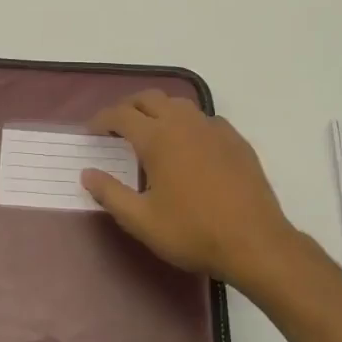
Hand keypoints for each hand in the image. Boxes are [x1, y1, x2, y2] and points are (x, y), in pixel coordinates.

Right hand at [80, 90, 302, 293]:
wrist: (254, 242)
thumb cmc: (192, 233)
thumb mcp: (142, 221)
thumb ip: (110, 194)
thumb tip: (87, 174)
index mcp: (158, 138)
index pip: (121, 115)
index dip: (102, 120)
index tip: (91, 132)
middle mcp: (185, 123)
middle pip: (150, 99)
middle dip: (128, 107)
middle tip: (116, 127)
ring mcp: (215, 129)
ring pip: (180, 104)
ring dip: (158, 110)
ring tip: (149, 132)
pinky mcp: (236, 141)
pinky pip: (205, 119)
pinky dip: (187, 123)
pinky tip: (188, 146)